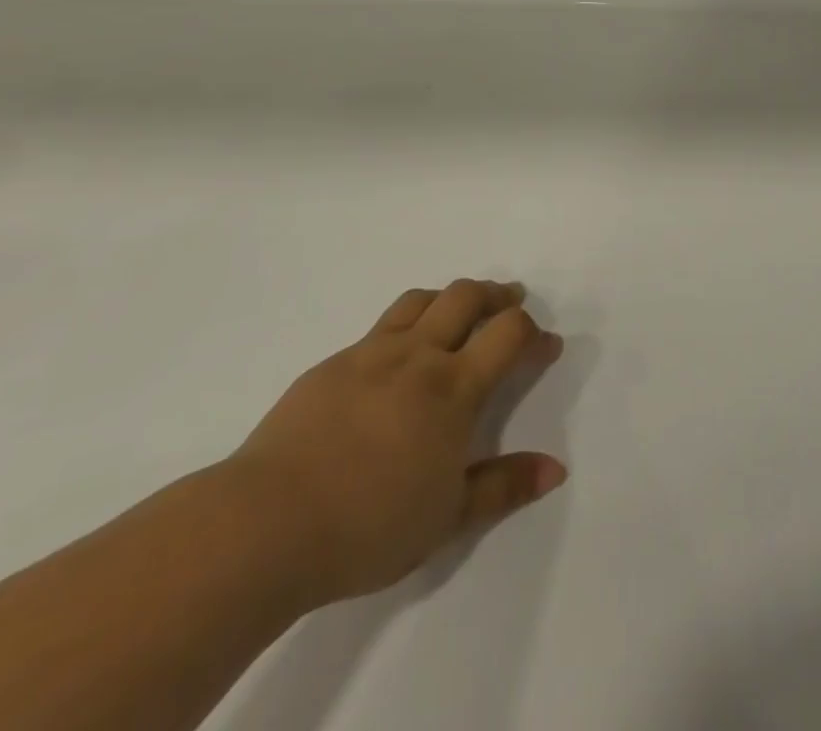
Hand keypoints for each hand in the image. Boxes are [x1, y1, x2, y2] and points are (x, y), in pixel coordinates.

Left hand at [221, 280, 565, 609]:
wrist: (264, 524)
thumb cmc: (367, 526)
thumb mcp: (448, 518)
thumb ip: (504, 486)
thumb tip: (556, 469)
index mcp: (453, 387)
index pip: (509, 334)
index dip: (535, 333)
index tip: (547, 347)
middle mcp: (417, 356)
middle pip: (467, 297)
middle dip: (497, 294)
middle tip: (511, 302)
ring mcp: (371, 354)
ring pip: (421, 300)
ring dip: (451, 296)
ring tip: (459, 311)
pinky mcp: (332, 365)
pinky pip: (380, 327)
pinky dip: (406, 324)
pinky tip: (397, 357)